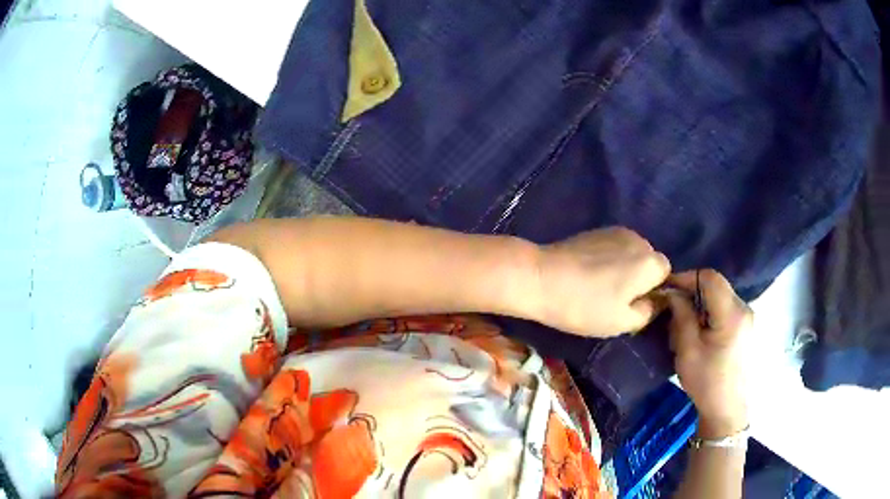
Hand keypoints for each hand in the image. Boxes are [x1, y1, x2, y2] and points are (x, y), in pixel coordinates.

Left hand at [534, 227, 670, 336]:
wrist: (541, 278)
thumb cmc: (585, 305)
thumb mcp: (622, 322)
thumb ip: (648, 311)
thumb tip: (657, 301)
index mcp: (650, 261)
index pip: (666, 273)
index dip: (654, 290)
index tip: (633, 304)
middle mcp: (638, 240)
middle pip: (649, 260)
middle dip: (639, 278)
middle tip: (614, 298)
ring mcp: (615, 231)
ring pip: (631, 253)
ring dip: (623, 268)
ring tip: (598, 286)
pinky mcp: (596, 230)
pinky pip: (614, 247)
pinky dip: (608, 259)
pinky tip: (588, 273)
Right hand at [666, 270, 749, 438]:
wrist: (726, 408)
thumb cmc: (706, 382)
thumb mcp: (688, 351)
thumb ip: (682, 317)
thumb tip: (673, 293)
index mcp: (732, 314)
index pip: (710, 278)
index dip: (687, 277)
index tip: (667, 288)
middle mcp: (743, 308)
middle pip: (716, 285)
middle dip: (692, 291)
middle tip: (672, 307)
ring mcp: (746, 317)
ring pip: (719, 295)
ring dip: (700, 302)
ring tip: (683, 322)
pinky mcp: (745, 325)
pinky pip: (724, 307)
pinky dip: (708, 311)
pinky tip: (698, 330)